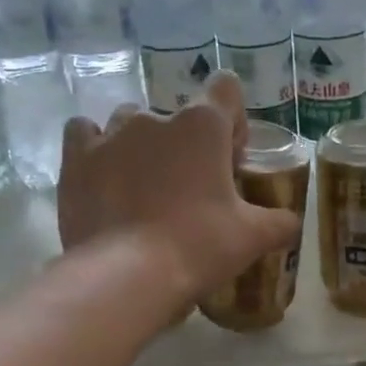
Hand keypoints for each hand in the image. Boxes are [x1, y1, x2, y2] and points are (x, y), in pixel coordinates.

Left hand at [56, 72, 302, 302]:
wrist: (126, 276)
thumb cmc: (198, 246)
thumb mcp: (252, 238)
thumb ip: (279, 222)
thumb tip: (291, 223)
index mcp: (203, 125)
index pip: (226, 90)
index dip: (232, 121)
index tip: (230, 160)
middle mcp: (155, 117)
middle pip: (178, 115)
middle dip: (187, 145)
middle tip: (192, 190)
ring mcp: (110, 135)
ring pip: (130, 122)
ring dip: (142, 145)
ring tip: (145, 187)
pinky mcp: (74, 159)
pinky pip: (84, 134)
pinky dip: (96, 148)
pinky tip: (103, 176)